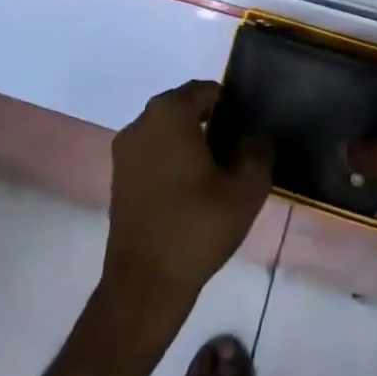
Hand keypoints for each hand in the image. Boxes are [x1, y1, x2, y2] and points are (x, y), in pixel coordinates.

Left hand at [103, 80, 271, 313]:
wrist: (145, 284)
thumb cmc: (196, 226)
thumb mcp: (245, 189)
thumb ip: (258, 153)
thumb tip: (256, 139)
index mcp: (169, 112)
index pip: (207, 91)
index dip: (231, 106)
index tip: (248, 130)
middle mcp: (141, 122)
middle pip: (185, 108)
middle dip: (212, 124)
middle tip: (238, 152)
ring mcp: (125, 151)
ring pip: (167, 132)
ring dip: (191, 144)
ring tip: (218, 174)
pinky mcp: (119, 178)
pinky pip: (153, 155)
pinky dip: (172, 162)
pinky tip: (193, 192)